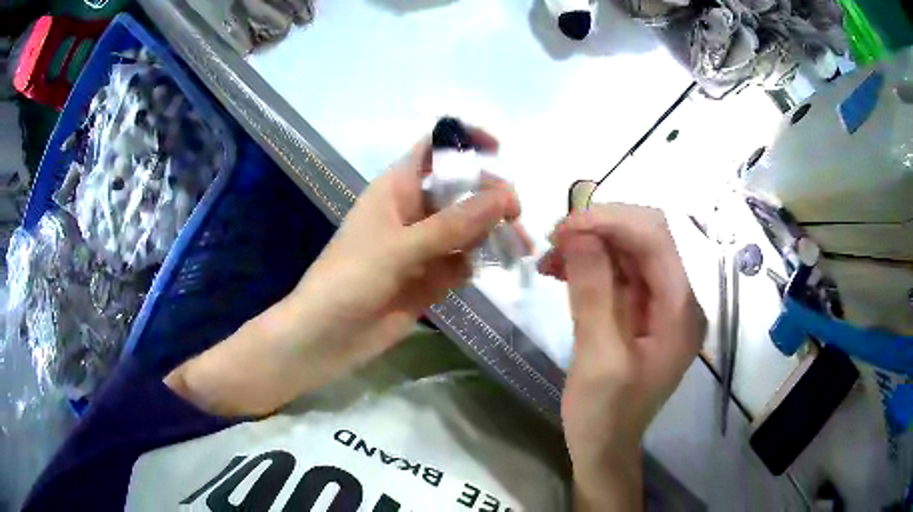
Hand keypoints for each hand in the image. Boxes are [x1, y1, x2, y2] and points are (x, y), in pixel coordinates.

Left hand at [291, 128, 520, 359]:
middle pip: (460, 188)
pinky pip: (464, 260)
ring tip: (520, 246)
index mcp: (397, 188)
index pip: (433, 150)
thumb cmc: (350, 279)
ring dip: (494, 231)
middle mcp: (413, 211)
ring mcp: (424, 246)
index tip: (498, 150)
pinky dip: (480, 261)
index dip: (463, 141)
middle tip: (515, 213)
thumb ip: (452, 225)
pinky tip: (495, 267)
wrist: (328, 337)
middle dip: (490, 194)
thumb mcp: (400, 247)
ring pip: (467, 227)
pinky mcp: (431, 277)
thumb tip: (505, 196)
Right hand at [539, 205, 704, 507]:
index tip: (563, 228)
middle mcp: (679, 299)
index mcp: (680, 312)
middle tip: (553, 241)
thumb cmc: (605, 415)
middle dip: (599, 228)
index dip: (610, 221)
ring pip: (629, 249)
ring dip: (590, 244)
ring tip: (551, 259)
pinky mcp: (642, 311)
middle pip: (645, 237)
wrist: (605, 448)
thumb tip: (579, 235)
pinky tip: (561, 271)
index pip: (655, 238)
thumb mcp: (598, 359)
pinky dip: (590, 263)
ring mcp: (661, 304)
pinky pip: (619, 271)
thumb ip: (594, 295)